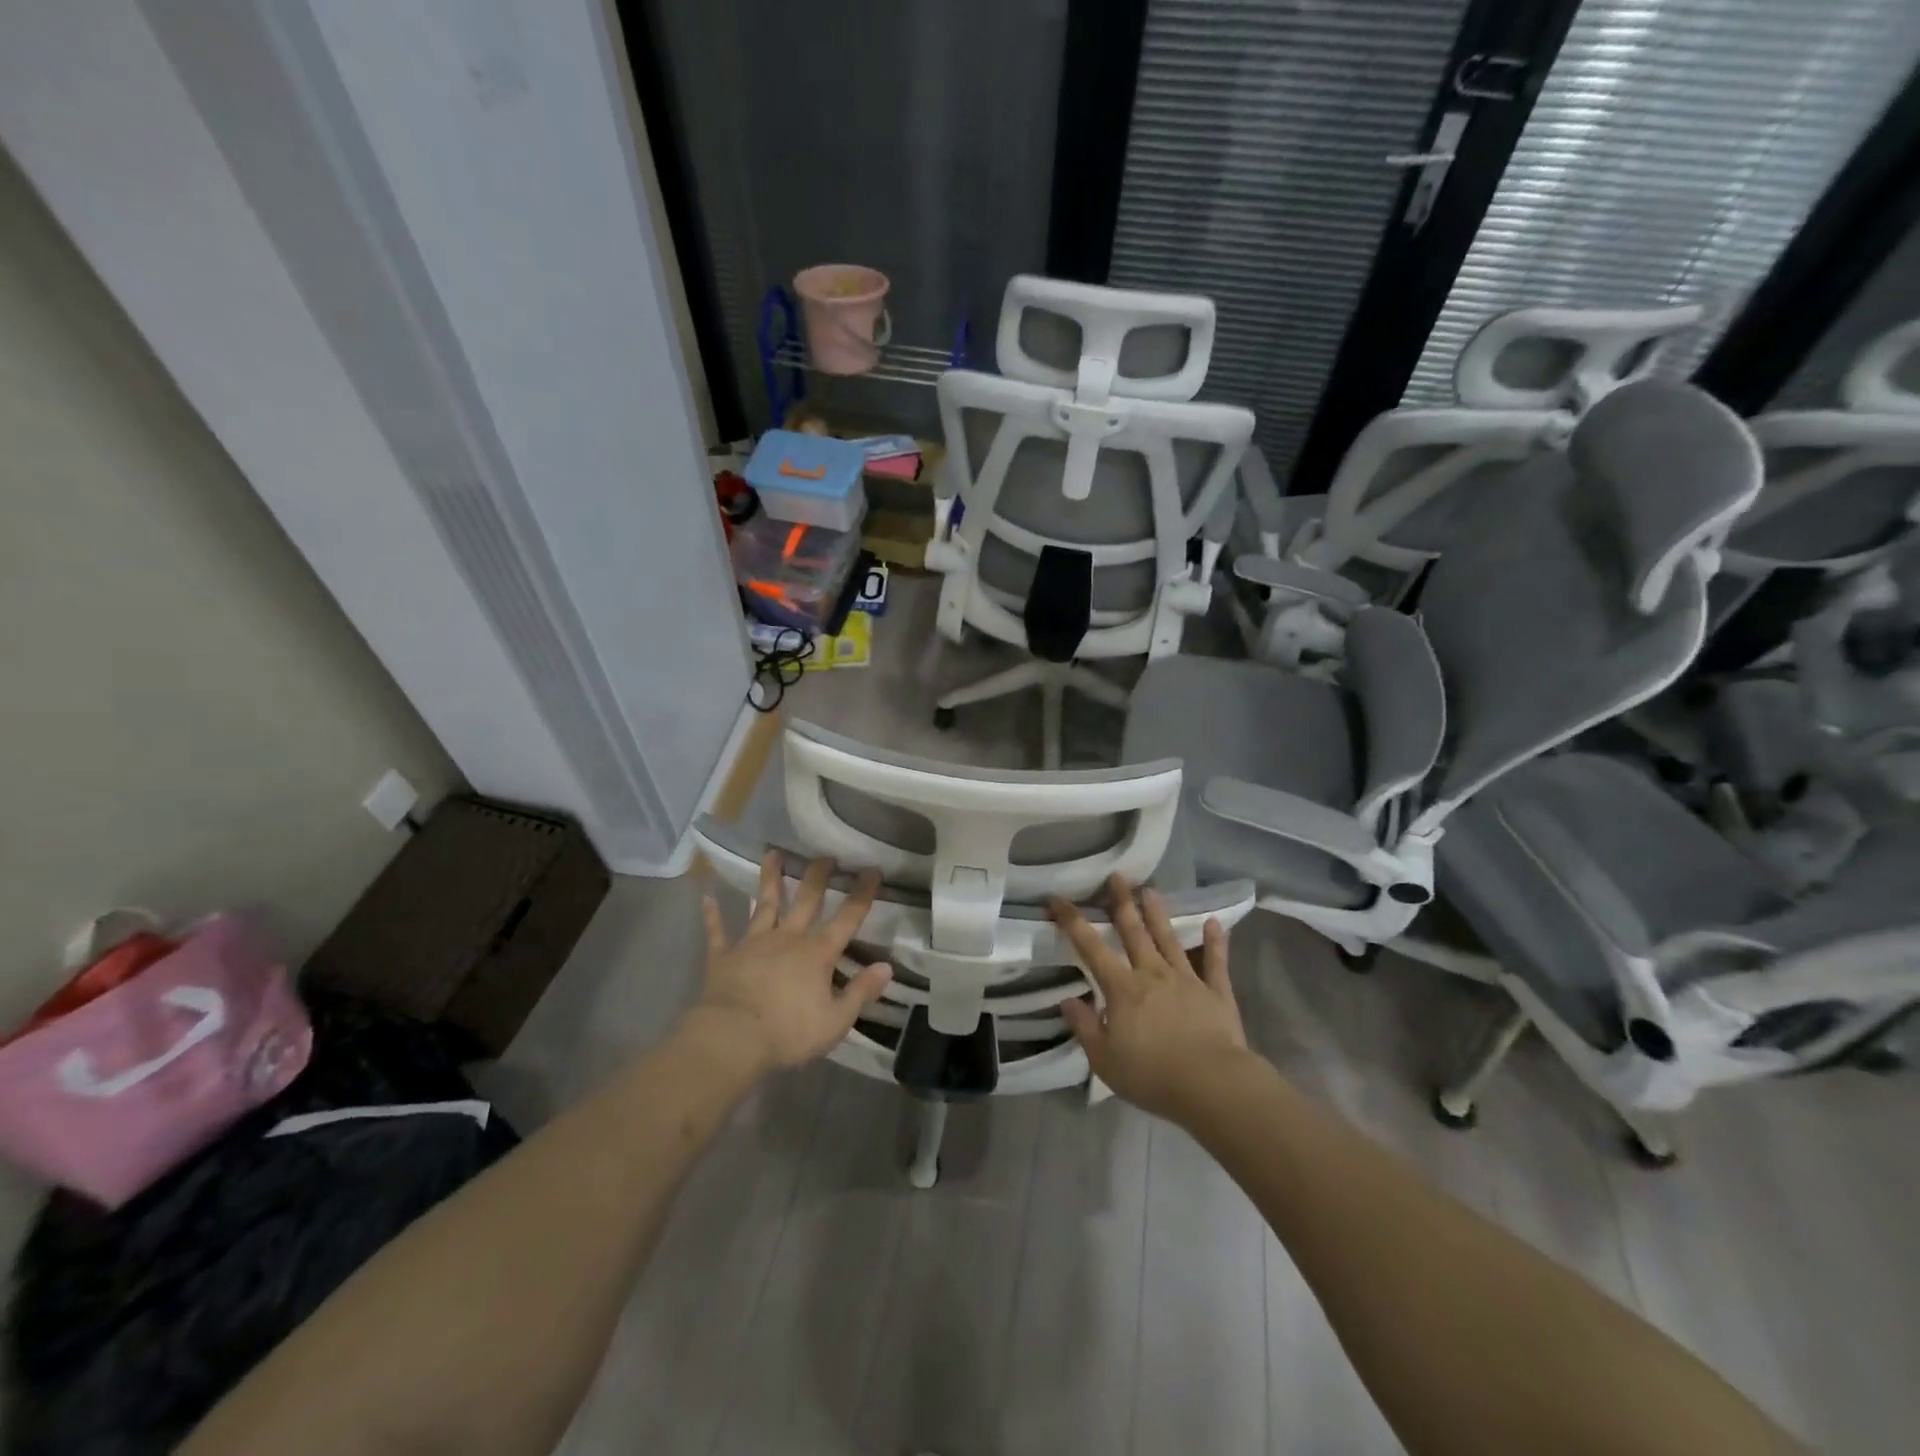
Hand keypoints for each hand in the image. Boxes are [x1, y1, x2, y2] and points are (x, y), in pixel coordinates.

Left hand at [689, 852, 892, 1074]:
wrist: (731, 1039)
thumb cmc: (788, 1033)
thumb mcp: (836, 1020)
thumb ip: (861, 992)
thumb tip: (887, 967)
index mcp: (817, 954)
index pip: (847, 919)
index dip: (862, 895)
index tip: (872, 870)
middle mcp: (787, 938)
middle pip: (806, 901)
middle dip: (818, 876)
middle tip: (825, 855)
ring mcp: (753, 944)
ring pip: (765, 905)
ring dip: (769, 879)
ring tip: (772, 854)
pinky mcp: (724, 957)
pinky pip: (718, 932)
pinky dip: (713, 915)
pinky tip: (707, 897)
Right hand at [1051, 876, 1248, 1123]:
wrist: (1212, 1085)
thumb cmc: (1152, 1075)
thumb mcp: (1104, 1060)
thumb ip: (1085, 1027)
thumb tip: (1068, 1000)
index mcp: (1122, 989)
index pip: (1091, 947)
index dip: (1072, 921)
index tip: (1057, 899)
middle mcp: (1153, 974)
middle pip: (1134, 932)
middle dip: (1122, 902)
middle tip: (1117, 876)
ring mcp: (1187, 980)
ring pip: (1169, 939)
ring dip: (1158, 914)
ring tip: (1150, 891)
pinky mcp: (1217, 993)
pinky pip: (1216, 963)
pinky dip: (1216, 942)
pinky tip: (1216, 923)